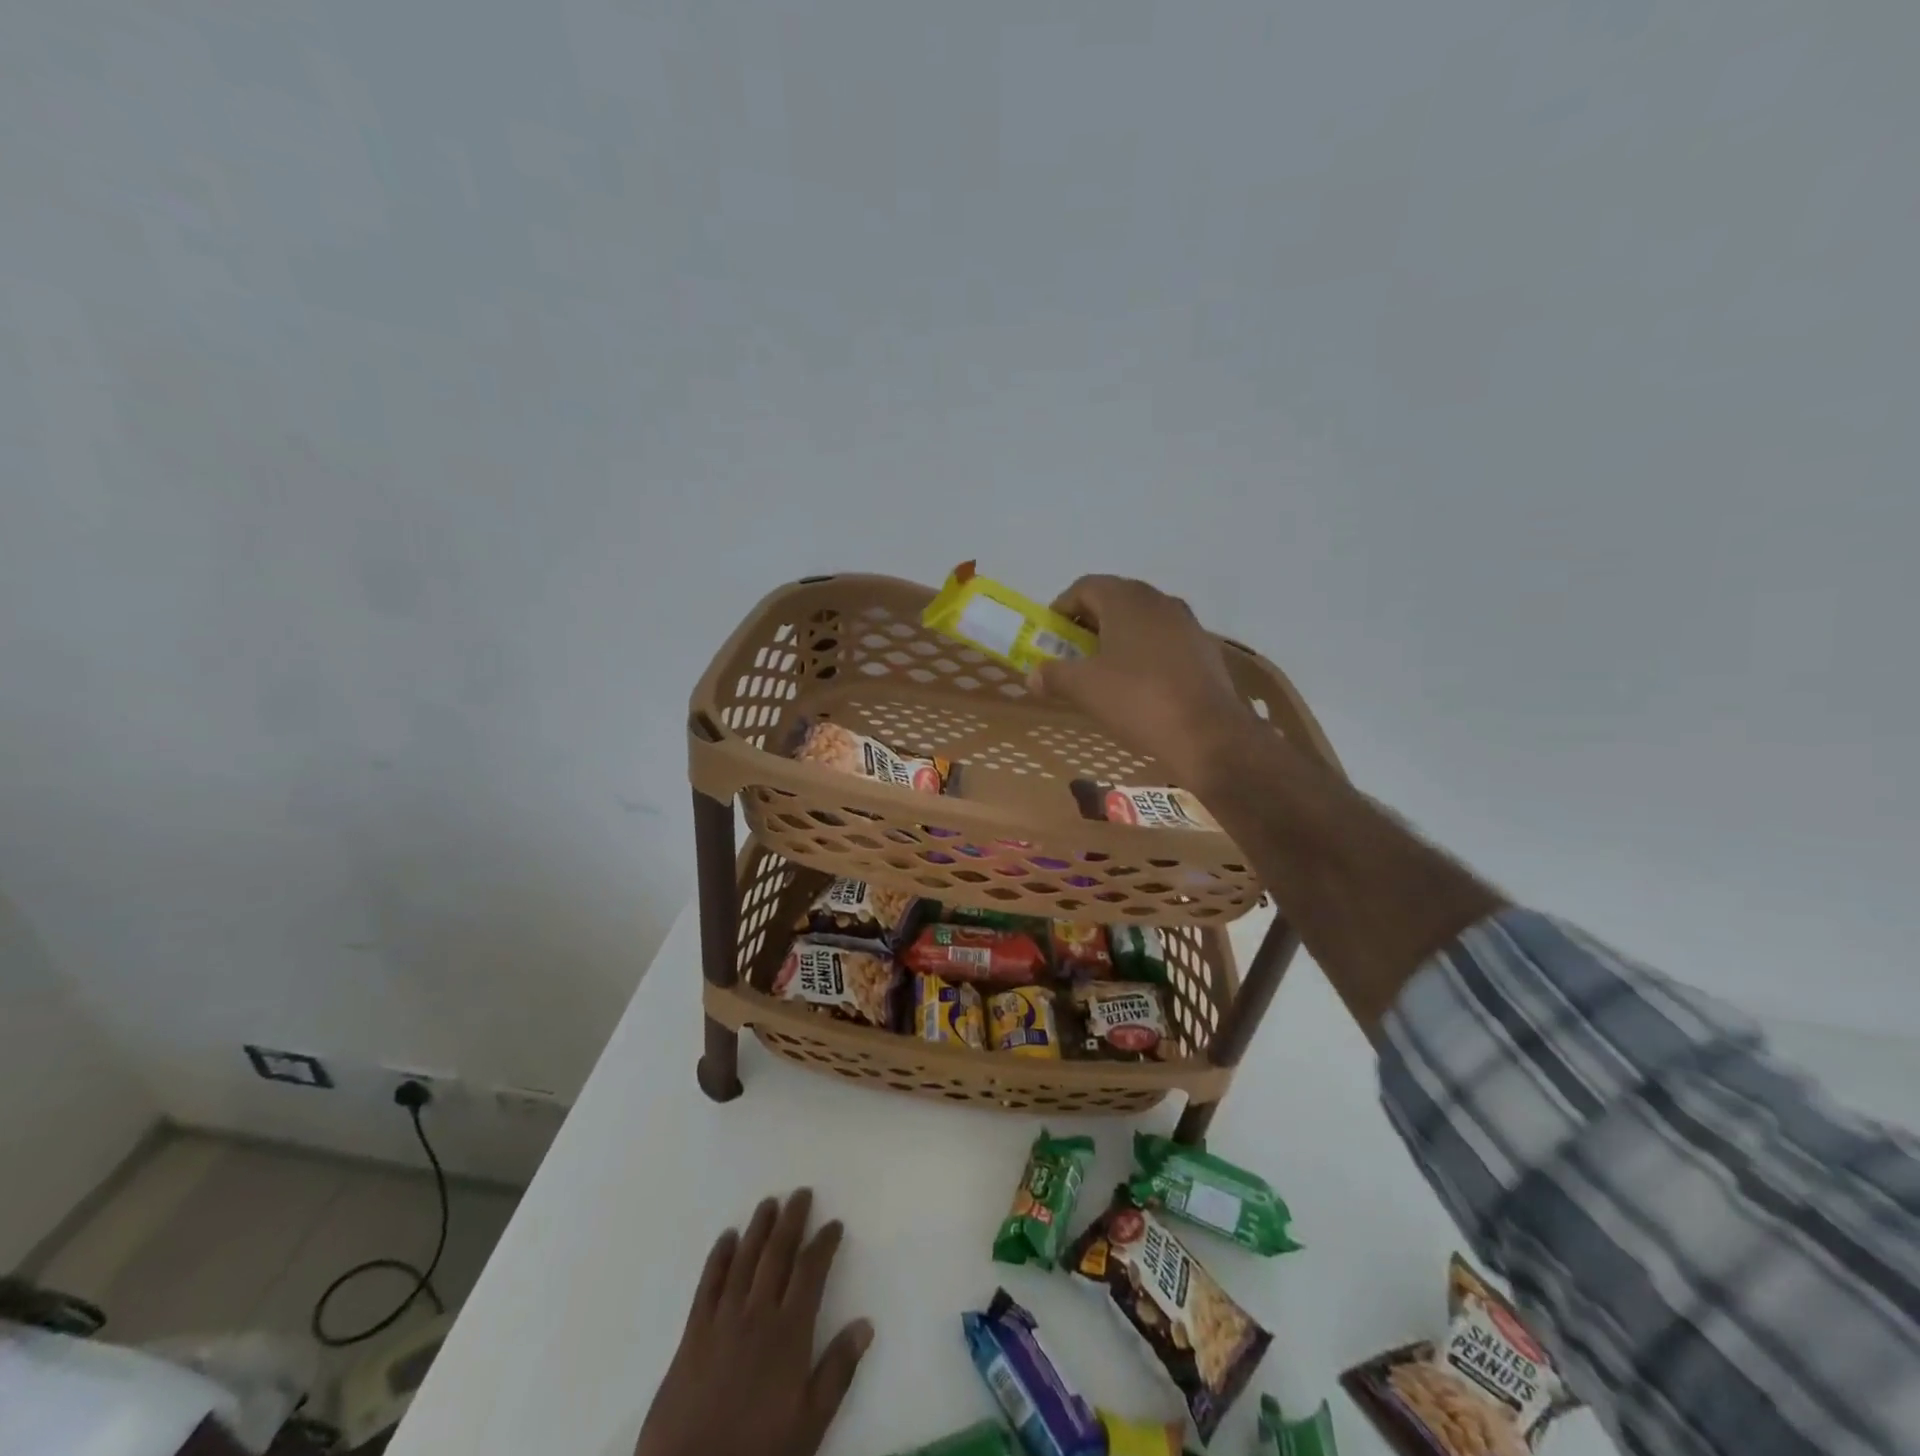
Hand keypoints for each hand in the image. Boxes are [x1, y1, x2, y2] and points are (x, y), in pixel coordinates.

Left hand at [634, 1190, 872, 1455]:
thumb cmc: (759, 1451)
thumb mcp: (810, 1422)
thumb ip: (838, 1371)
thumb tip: (866, 1323)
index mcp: (789, 1332)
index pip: (811, 1272)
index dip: (824, 1243)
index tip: (834, 1224)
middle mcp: (757, 1314)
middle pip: (777, 1254)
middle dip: (791, 1221)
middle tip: (801, 1193)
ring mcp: (722, 1320)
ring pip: (744, 1260)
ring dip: (758, 1228)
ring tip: (769, 1203)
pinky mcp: (693, 1333)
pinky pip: (708, 1284)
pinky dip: (718, 1257)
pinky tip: (726, 1238)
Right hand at [1032, 575, 1259, 784]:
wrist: (1208, 734)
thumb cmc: (1138, 700)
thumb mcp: (1084, 688)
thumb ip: (1053, 675)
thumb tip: (1033, 674)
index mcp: (1127, 599)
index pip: (1085, 587)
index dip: (1061, 609)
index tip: (1050, 637)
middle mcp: (1159, 601)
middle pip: (1115, 600)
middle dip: (1089, 624)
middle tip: (1072, 655)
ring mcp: (1186, 624)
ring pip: (1141, 621)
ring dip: (1117, 639)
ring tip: (1103, 672)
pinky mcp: (1204, 650)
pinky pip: (1163, 642)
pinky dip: (1144, 654)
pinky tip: (1138, 687)